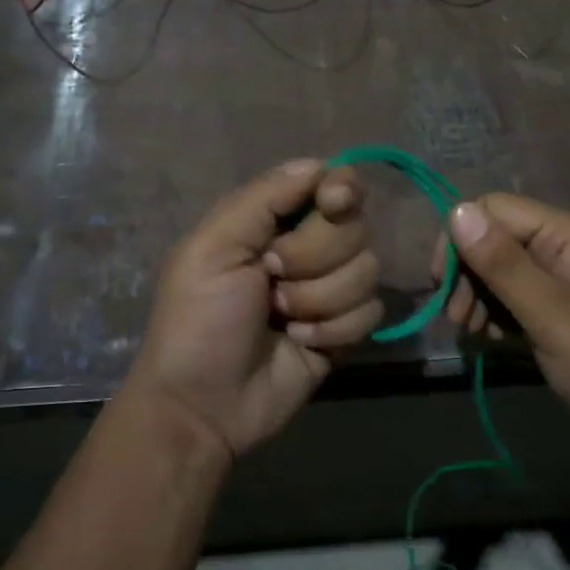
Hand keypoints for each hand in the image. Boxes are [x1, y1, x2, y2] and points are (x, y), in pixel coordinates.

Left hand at [126, 159, 381, 464]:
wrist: (204, 404)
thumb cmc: (198, 320)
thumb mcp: (213, 248)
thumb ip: (264, 198)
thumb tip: (321, 165)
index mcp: (272, 221)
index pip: (331, 184)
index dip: (340, 190)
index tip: (333, 204)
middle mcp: (308, 248)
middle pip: (354, 227)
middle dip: (313, 257)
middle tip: (270, 279)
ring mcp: (330, 290)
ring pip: (367, 270)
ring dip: (320, 299)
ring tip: (280, 319)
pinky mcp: (345, 330)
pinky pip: (371, 312)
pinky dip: (334, 329)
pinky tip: (301, 343)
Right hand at [434, 194, 569, 476]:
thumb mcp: (553, 317)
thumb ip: (504, 265)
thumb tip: (456, 211)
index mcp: (568, 236)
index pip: (494, 209)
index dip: (460, 239)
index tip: (442, 285)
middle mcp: (563, 248)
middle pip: (494, 238)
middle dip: (466, 273)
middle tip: (457, 319)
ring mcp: (562, 280)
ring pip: (498, 269)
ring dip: (476, 296)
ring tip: (471, 333)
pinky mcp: (558, 310)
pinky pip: (513, 296)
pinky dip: (494, 314)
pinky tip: (490, 340)